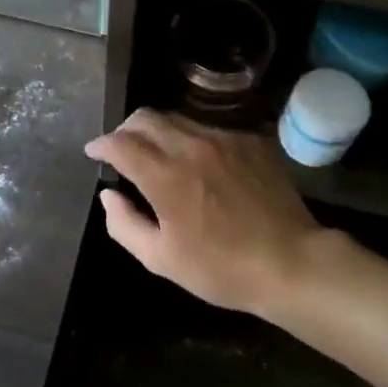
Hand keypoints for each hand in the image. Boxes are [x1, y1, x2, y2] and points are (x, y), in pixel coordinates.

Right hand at [85, 109, 342, 313]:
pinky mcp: (250, 141)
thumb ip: (125, 224)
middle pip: (145, 117)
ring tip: (159, 154)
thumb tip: (109, 194)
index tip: (94, 152)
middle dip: (125, 129)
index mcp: (166, 176)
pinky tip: (200, 165)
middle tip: (122, 148)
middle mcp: (192, 146)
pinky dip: (192, 140)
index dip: (101, 144)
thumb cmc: (222, 269)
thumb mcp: (162, 259)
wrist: (293, 264)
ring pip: (177, 119)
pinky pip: (210, 129)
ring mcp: (224, 139)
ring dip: (158, 132)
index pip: (120, 143)